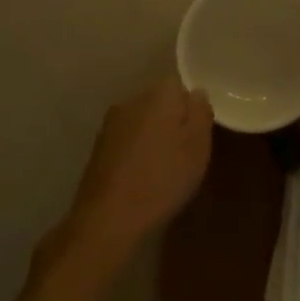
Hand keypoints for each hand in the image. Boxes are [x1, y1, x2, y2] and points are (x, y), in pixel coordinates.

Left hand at [61, 77, 213, 265]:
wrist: (108, 216)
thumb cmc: (162, 178)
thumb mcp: (197, 147)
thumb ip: (201, 113)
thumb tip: (196, 93)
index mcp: (158, 94)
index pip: (179, 84)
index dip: (191, 108)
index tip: (197, 134)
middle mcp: (132, 99)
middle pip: (159, 100)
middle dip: (172, 120)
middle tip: (184, 152)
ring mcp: (111, 122)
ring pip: (142, 119)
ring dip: (153, 135)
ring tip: (163, 167)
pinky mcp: (99, 145)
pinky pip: (127, 138)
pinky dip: (136, 150)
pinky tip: (141, 175)